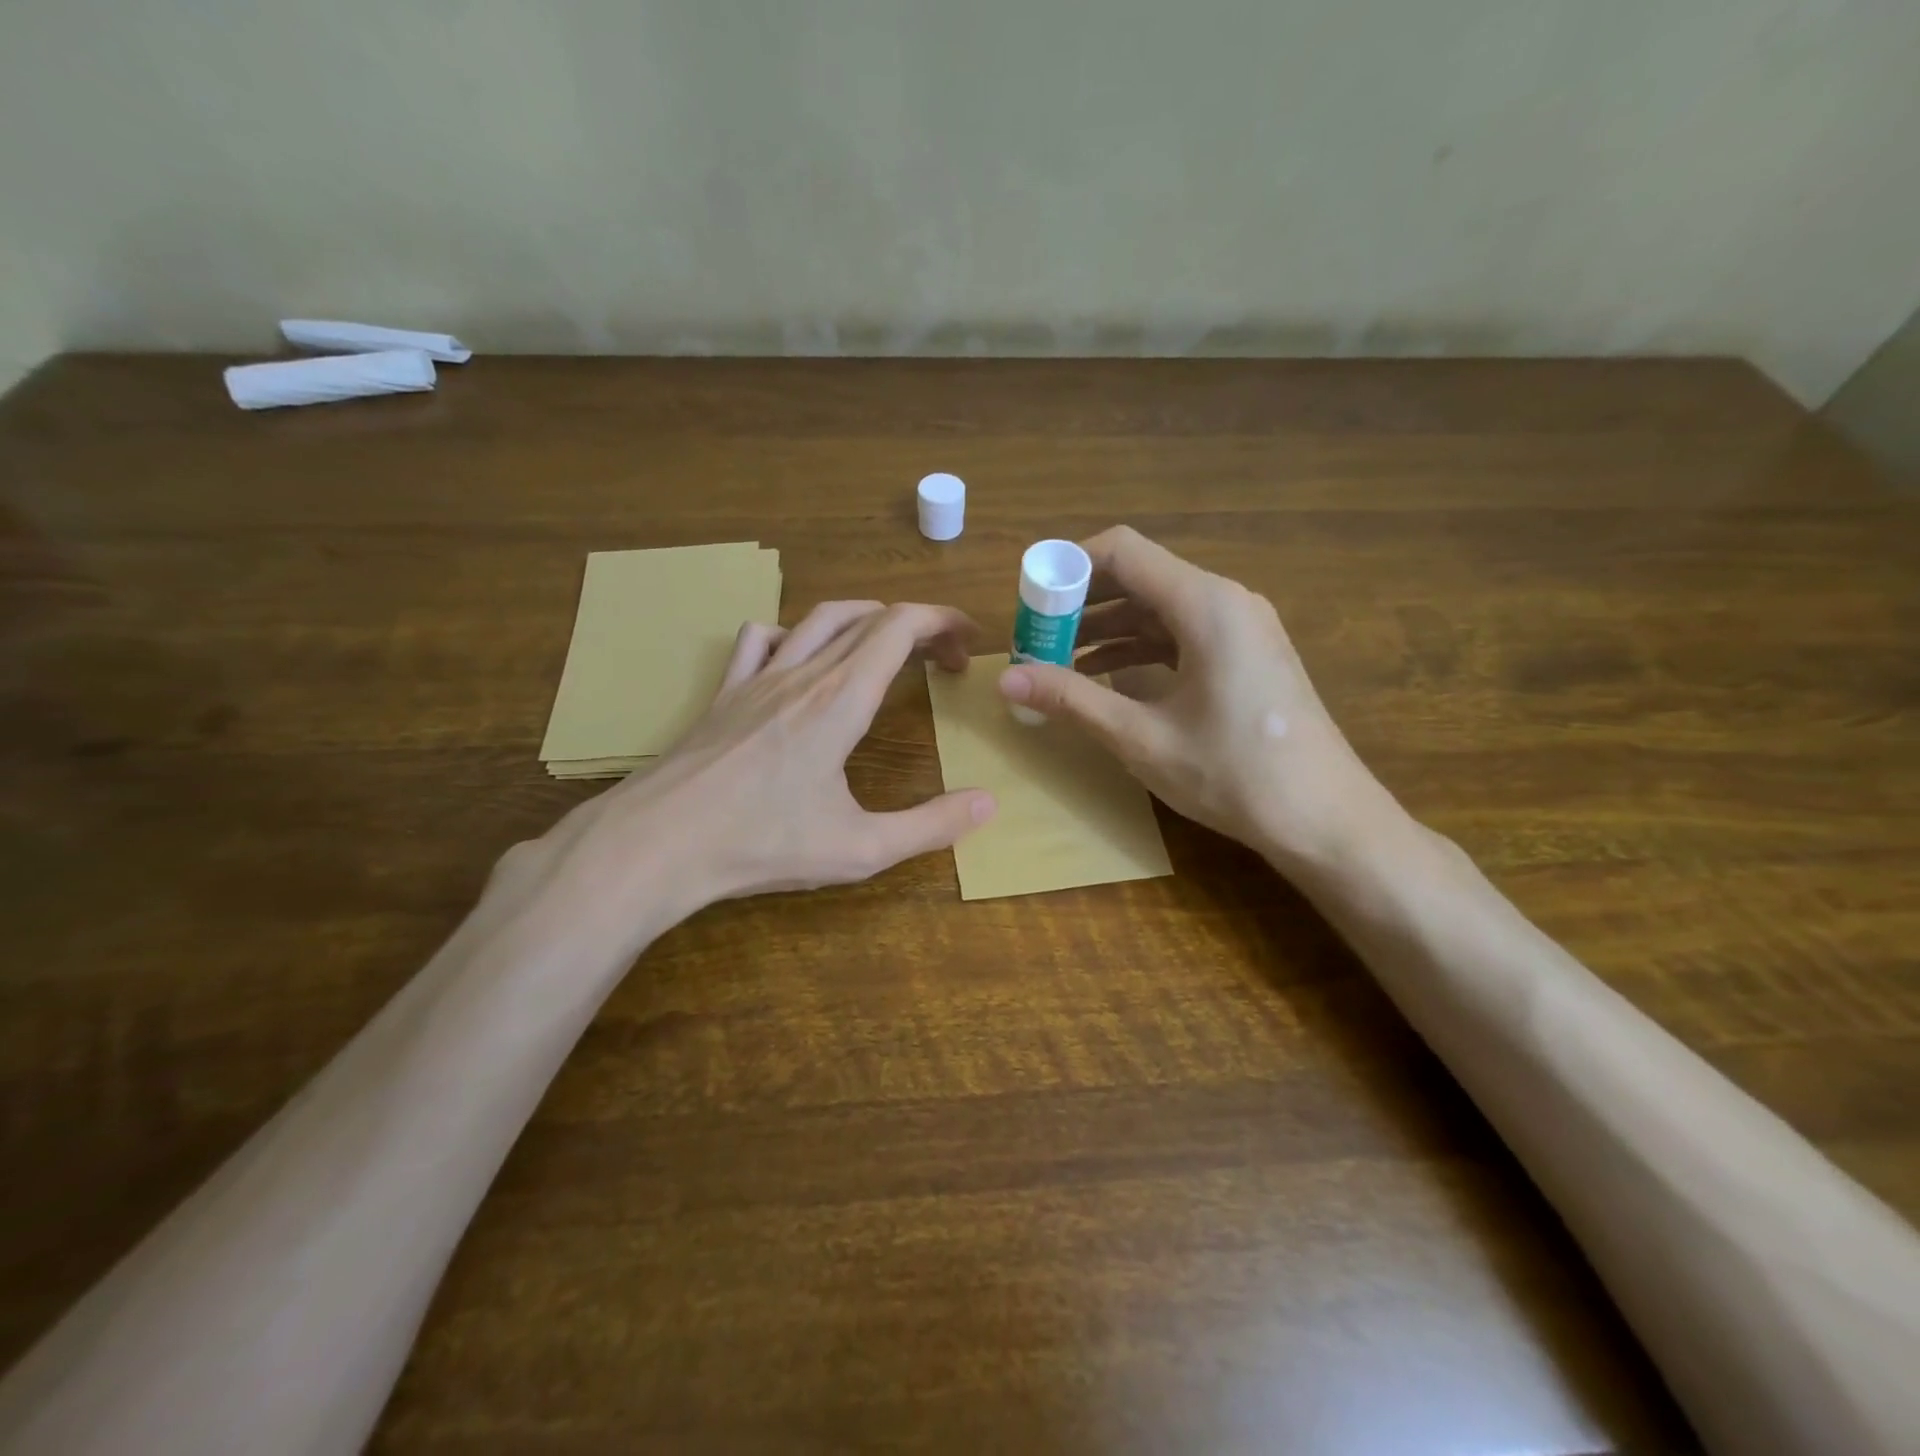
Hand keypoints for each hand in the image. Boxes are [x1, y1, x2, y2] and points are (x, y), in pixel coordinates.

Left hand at [503, 602, 996, 936]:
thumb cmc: (762, 844)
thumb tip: (987, 802)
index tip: (968, 643)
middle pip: (868, 617)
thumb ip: (931, 826)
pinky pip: (760, 639)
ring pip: (817, 618)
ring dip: (863, 620)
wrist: (657, 843)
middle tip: (940, 661)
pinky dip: (794, 634)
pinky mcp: (724, 693)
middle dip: (915, 626)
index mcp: (841, 699)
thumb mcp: (860, 848)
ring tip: (885, 647)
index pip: (900, 627)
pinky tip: (798, 661)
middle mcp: (802, 673)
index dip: (942, 622)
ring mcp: (756, 678)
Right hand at [997, 526, 1395, 868]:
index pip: (1123, 551)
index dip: (1068, 567)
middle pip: (1140, 575)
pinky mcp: (1247, 655)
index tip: (1030, 603)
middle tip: (1035, 638)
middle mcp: (1226, 600)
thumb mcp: (1141, 737)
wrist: (1326, 820)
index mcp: (1205, 604)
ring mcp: (1242, 627)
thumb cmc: (1234, 774)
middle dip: (1081, 602)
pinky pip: (1181, 633)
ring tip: (1057, 661)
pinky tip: (1105, 677)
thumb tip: (1005, 680)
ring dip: (1107, 627)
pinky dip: (1139, 647)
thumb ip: (1071, 699)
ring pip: (1159, 607)